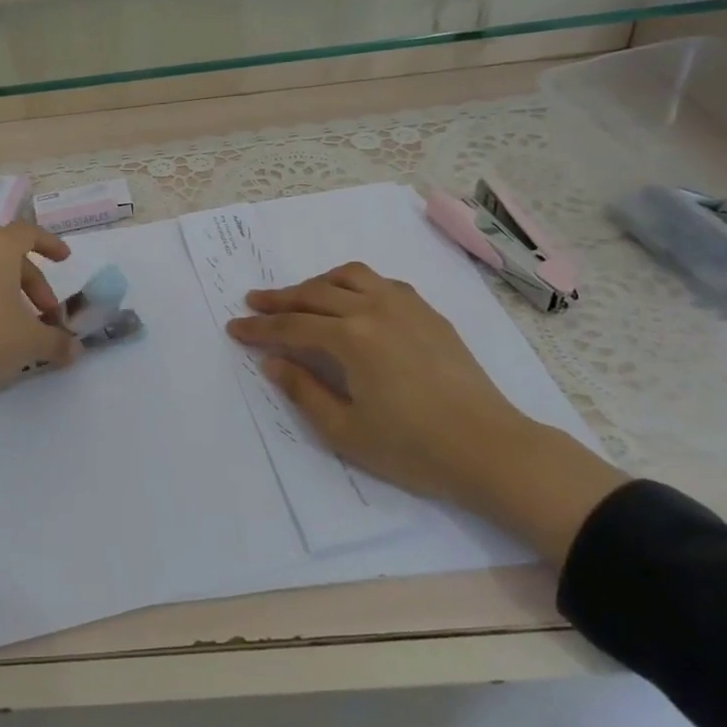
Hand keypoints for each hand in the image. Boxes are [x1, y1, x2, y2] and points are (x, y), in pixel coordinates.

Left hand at [0, 223, 79, 403]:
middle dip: (33, 284)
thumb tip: (75, 350)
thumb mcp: (29, 342)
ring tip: (17, 325)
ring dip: (6, 292)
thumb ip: (57, 342)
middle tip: (46, 316)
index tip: (64, 260)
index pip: (28, 233)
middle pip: (8, 255)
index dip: (50, 244)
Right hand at [227, 262, 625, 562]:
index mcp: (351, 338)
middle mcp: (374, 309)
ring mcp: (405, 306)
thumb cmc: (414, 448)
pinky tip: (352, 301)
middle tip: (254, 302)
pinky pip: (381, 283)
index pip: (292, 326)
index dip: (259, 329)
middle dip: (279, 298)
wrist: (492, 449)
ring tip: (300, 297)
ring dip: (317, 283)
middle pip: (315, 293)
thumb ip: (304, 391)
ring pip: (349, 276)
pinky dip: (354, 284)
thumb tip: (273, 362)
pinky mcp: (428, 313)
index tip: (234, 328)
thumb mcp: (346, 431)